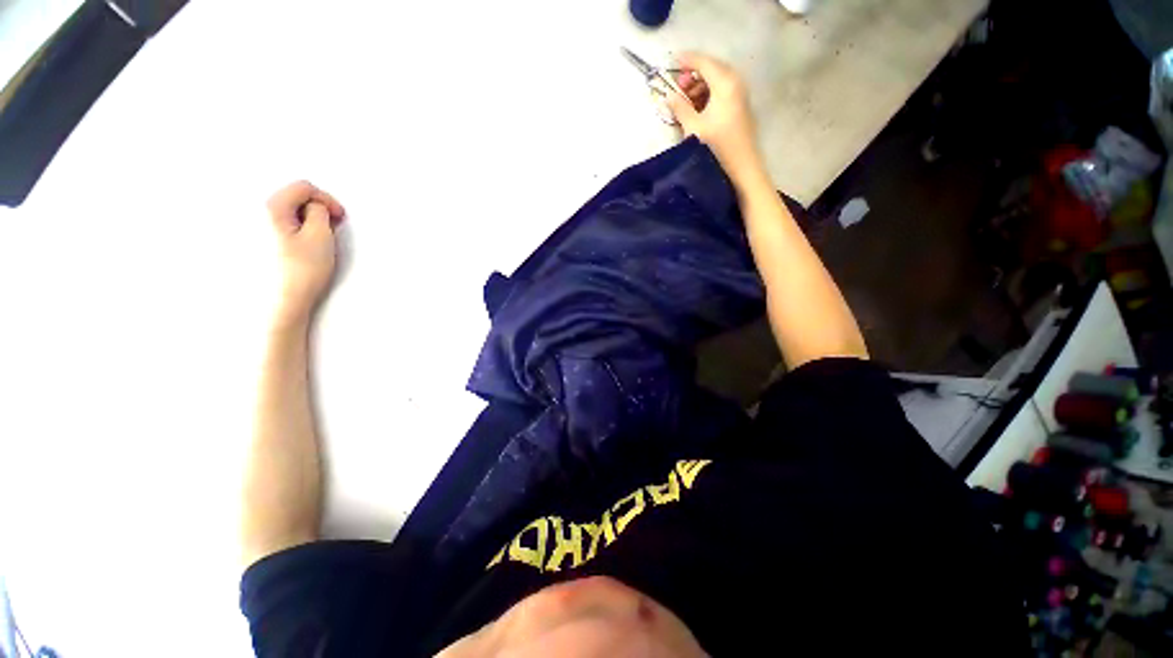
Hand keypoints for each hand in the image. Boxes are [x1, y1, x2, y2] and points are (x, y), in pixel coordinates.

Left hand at [266, 181, 346, 327]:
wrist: (286, 298)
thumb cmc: (304, 268)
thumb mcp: (321, 235)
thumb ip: (320, 211)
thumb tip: (316, 206)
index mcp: (271, 207)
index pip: (304, 187)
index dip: (327, 199)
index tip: (340, 217)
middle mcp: (258, 212)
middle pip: (294, 196)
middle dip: (317, 207)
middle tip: (334, 225)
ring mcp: (256, 227)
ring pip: (289, 210)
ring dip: (309, 218)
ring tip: (322, 236)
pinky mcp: (260, 240)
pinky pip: (283, 223)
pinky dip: (299, 227)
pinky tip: (307, 243)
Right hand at [666, 53, 763, 180]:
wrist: (741, 166)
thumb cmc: (716, 146)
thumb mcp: (693, 127)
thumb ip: (679, 108)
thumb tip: (668, 96)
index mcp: (724, 83)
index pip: (704, 62)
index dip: (686, 60)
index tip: (671, 61)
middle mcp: (735, 82)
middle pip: (712, 68)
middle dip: (693, 73)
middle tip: (677, 85)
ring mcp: (740, 94)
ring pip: (717, 80)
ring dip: (700, 85)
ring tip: (686, 100)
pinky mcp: (740, 106)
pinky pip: (722, 91)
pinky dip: (708, 94)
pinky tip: (698, 108)